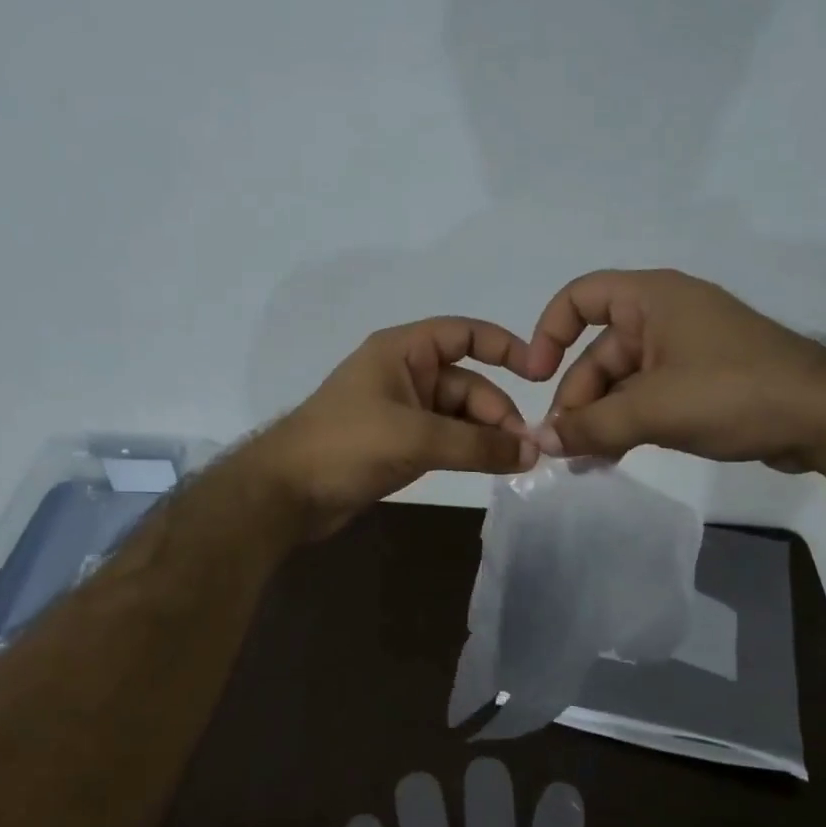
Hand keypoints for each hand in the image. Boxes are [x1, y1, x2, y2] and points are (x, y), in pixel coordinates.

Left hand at [251, 317, 539, 535]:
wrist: (287, 492)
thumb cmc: (346, 445)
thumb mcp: (416, 438)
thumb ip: (477, 445)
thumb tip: (532, 454)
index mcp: (402, 351)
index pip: (463, 334)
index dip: (502, 346)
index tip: (538, 372)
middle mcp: (404, 374)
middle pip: (466, 382)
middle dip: (498, 411)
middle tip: (525, 449)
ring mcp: (401, 411)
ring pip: (458, 415)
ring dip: (486, 435)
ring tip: (516, 463)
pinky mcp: (398, 444)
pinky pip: (445, 439)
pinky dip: (468, 451)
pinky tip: (491, 467)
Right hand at [526, 269, 825, 469]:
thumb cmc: (733, 392)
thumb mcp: (653, 410)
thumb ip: (590, 426)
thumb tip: (539, 443)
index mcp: (652, 299)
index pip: (580, 297)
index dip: (549, 332)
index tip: (535, 376)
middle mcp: (664, 316)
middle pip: (598, 351)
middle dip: (577, 398)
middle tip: (563, 446)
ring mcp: (685, 350)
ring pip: (623, 381)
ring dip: (600, 418)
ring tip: (583, 460)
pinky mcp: (702, 381)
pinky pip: (649, 397)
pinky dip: (628, 422)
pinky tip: (613, 456)